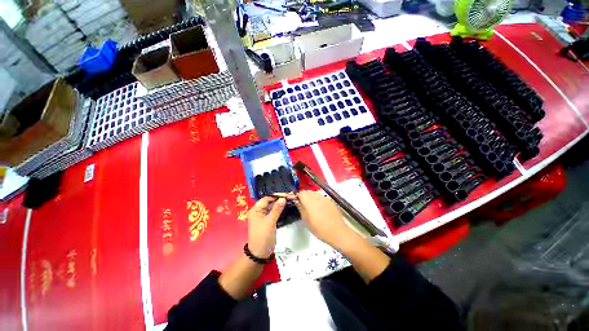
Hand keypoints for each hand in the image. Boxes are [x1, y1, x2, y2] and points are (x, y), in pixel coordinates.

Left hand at [247, 196, 285, 257]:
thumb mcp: (270, 222)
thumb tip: (283, 198)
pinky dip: (279, 211)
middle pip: (270, 202)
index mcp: (256, 209)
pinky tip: (287, 208)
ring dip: (280, 205)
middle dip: (279, 200)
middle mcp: (258, 211)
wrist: (260, 253)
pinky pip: (274, 213)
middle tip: (290, 198)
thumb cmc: (263, 236)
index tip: (287, 194)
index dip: (276, 196)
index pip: (267, 198)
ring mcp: (263, 216)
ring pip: (272, 207)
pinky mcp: (268, 221)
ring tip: (290, 201)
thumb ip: (277, 209)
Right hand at [295, 191, 354, 248]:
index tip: (294, 200)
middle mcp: (317, 196)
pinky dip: (317, 199)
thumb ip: (300, 208)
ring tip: (310, 206)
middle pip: (307, 192)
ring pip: (314, 193)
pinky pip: (321, 197)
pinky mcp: (330, 200)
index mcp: (309, 201)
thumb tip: (296, 201)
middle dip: (303, 196)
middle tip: (301, 204)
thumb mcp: (306, 220)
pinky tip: (319, 208)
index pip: (300, 193)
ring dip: (310, 197)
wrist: (337, 231)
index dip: (296, 196)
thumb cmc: (319, 228)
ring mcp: (325, 198)